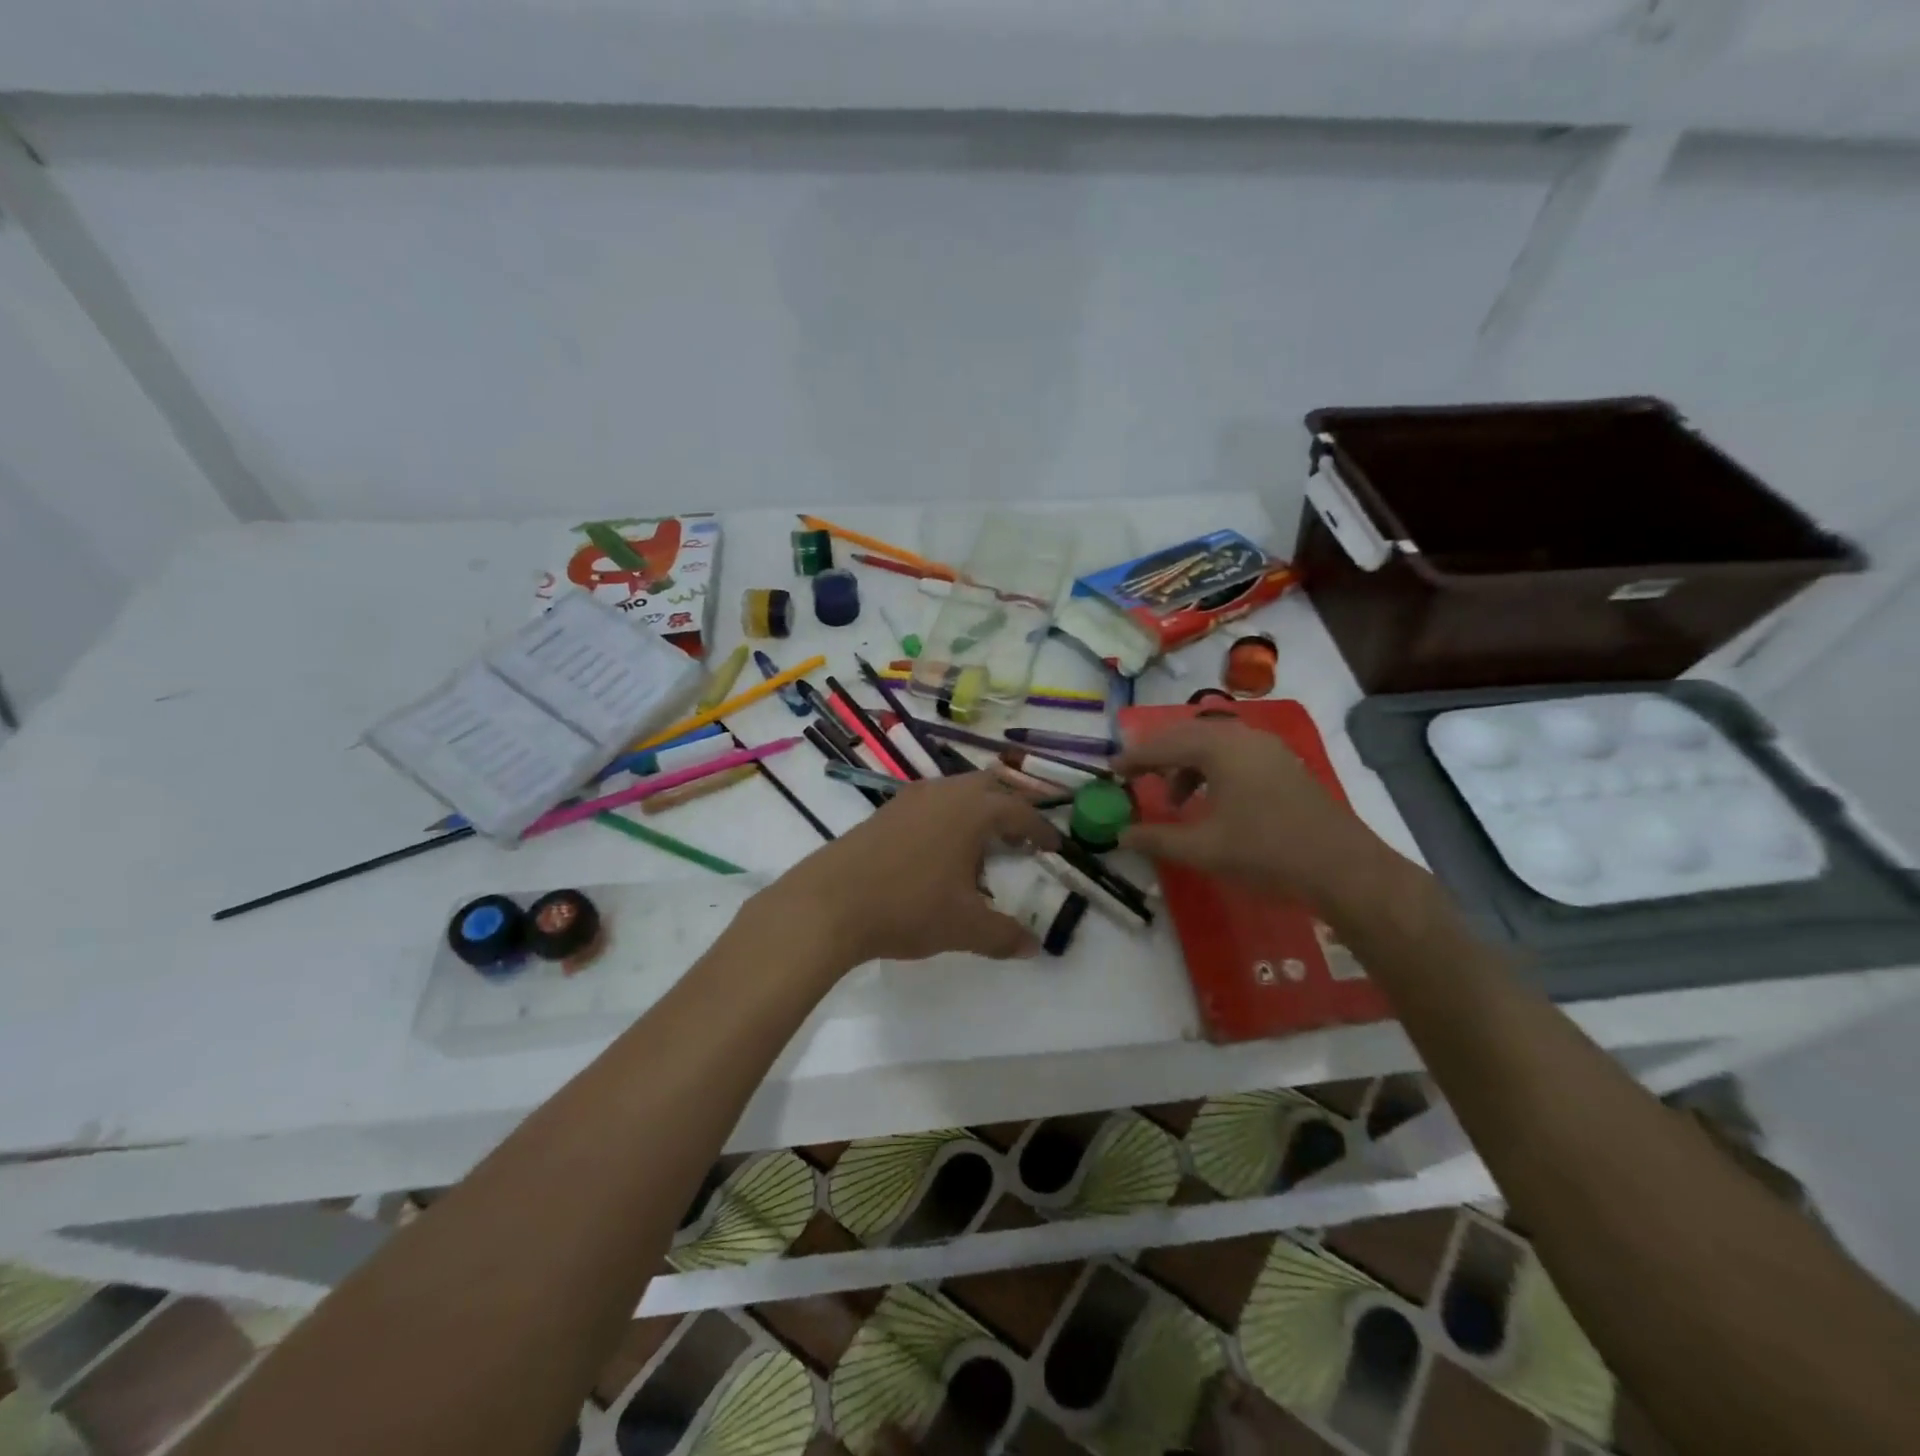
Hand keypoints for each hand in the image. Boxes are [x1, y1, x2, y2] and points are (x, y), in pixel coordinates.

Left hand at [757, 773, 1060, 973]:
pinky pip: (931, 803)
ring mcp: (910, 797)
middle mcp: (944, 793)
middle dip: (1010, 808)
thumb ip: (1005, 935)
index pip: (1019, 810)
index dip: (1041, 829)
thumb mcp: (964, 927)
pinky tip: (941, 850)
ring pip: (956, 791)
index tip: (1054, 847)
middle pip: (989, 787)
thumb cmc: (907, 907)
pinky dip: (949, 817)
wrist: (829, 903)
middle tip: (1022, 837)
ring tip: (983, 845)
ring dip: (977, 811)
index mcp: (972, 810)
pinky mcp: (885, 811)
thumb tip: (1034, 947)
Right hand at [1114, 718, 1393, 908]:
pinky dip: (1212, 771)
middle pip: (1189, 735)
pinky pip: (1236, 755)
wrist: (1343, 869)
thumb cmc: (1265, 853)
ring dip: (1187, 765)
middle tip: (1135, 776)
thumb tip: (1120, 835)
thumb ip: (1156, 838)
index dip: (1134, 758)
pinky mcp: (1285, 767)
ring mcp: (1270, 750)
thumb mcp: (1202, 849)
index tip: (1110, 771)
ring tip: (1174, 800)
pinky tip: (1211, 802)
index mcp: (1220, 748)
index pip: (1164, 744)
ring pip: (1214, 745)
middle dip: (1159, 755)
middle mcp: (1244, 737)